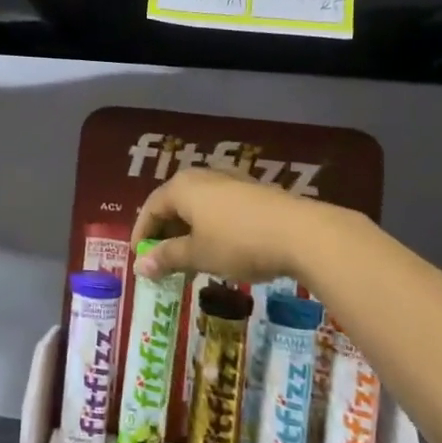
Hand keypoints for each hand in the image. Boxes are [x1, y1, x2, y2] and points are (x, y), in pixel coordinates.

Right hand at [130, 167, 333, 283]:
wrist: (302, 233)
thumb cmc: (238, 242)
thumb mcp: (198, 254)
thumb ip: (167, 257)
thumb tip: (139, 266)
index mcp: (182, 187)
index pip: (150, 207)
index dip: (142, 233)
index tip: (139, 258)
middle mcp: (203, 176)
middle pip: (174, 203)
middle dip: (165, 231)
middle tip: (163, 260)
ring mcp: (232, 181)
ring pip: (199, 205)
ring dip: (189, 230)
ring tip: (191, 257)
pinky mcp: (254, 191)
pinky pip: (221, 207)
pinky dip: (211, 226)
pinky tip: (221, 248)